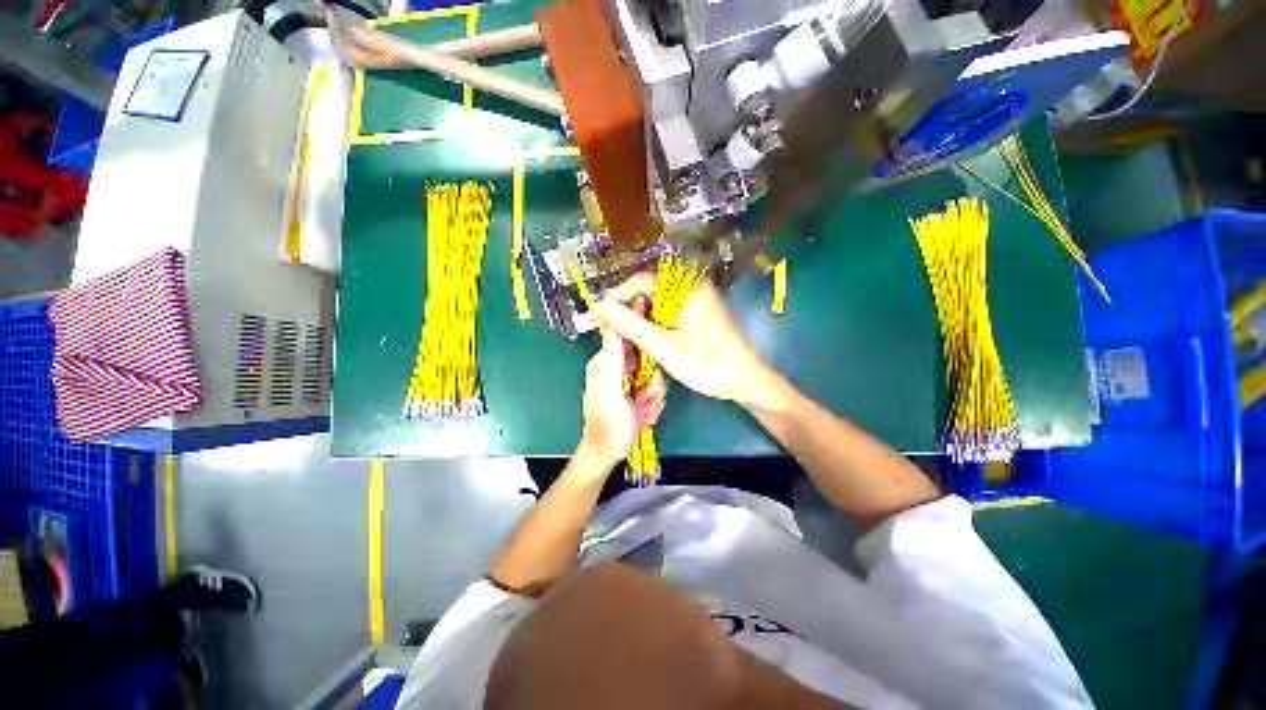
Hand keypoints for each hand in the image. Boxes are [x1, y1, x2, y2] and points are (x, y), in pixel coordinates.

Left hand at [579, 329, 667, 466]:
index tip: (652, 365)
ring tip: (639, 410)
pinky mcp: (636, 391)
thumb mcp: (612, 394)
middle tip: (642, 399)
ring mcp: (628, 380)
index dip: (646, 346)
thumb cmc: (608, 427)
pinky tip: (641, 415)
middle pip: (649, 359)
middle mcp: (616, 367)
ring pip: (655, 376)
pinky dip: (651, 404)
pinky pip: (655, 390)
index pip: (630, 338)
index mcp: (605, 363)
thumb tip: (614, 329)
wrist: (608, 453)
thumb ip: (614, 362)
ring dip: (652, 397)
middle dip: (651, 383)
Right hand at [594, 273, 783, 410]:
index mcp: (686, 287)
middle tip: (613, 332)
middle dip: (629, 309)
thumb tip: (600, 306)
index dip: (618, 296)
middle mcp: (691, 287)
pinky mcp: (698, 314)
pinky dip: (654, 325)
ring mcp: (696, 300)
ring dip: (640, 319)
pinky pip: (669, 312)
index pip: (641, 280)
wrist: (745, 382)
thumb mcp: (663, 345)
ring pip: (658, 303)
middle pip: (649, 290)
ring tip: (626, 338)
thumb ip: (630, 324)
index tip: (600, 316)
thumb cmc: (706, 363)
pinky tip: (647, 340)